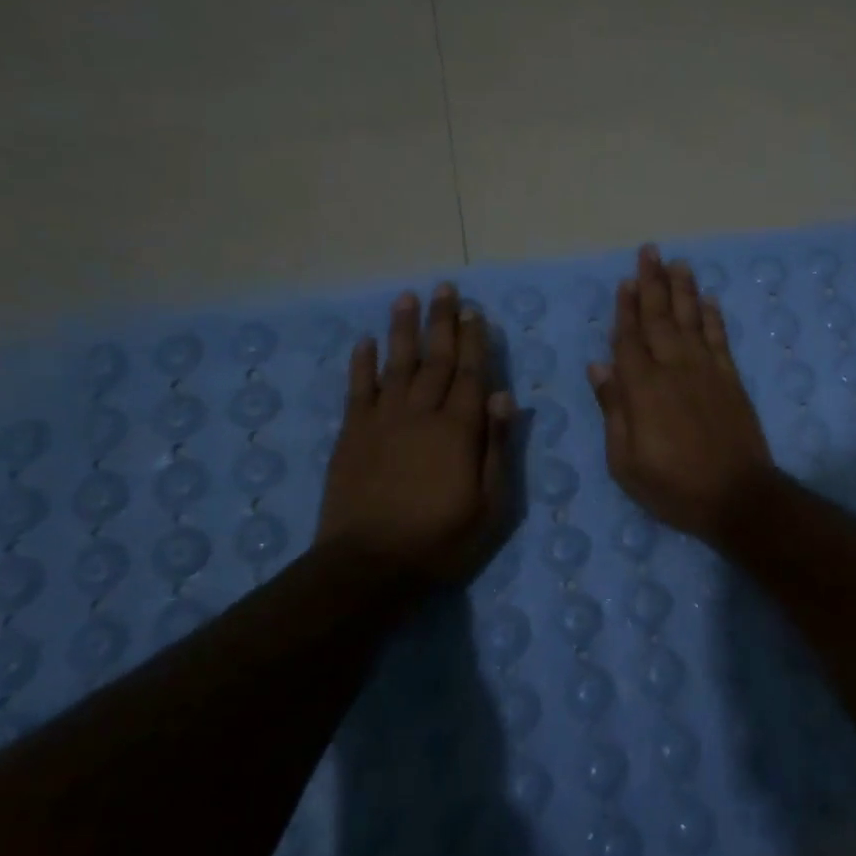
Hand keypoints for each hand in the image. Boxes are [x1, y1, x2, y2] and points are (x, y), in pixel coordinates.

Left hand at [315, 283, 513, 583]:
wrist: (368, 566)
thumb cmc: (441, 540)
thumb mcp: (490, 505)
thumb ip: (497, 448)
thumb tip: (505, 398)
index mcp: (458, 430)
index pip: (471, 375)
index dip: (475, 341)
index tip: (475, 311)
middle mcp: (420, 414)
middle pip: (435, 360)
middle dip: (442, 323)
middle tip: (445, 289)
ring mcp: (381, 422)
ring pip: (395, 364)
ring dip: (403, 330)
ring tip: (407, 298)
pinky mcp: (351, 435)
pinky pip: (357, 390)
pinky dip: (361, 364)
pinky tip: (364, 342)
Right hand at [588, 245, 775, 544]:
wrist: (737, 496)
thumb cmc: (673, 487)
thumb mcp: (626, 462)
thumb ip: (613, 409)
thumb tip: (599, 365)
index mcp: (642, 389)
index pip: (629, 339)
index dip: (625, 309)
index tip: (625, 282)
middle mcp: (674, 369)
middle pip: (660, 319)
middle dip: (653, 284)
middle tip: (650, 252)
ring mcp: (707, 372)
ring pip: (691, 321)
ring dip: (684, 290)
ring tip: (678, 263)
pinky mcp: (731, 381)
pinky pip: (720, 340)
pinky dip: (713, 318)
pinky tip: (708, 301)